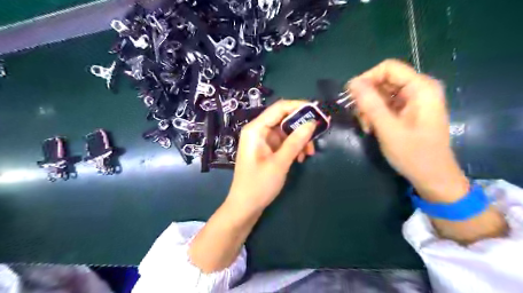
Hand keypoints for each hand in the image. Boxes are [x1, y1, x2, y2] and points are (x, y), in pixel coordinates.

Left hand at [228, 100, 316, 210]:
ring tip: (309, 153)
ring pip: (286, 132)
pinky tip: (300, 158)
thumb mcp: (280, 163)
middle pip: (284, 119)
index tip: (318, 112)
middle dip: (302, 127)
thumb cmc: (259, 185)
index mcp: (256, 129)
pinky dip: (294, 147)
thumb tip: (312, 122)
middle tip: (318, 135)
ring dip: (300, 140)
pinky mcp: (267, 150)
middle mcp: (258, 131)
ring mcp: (263, 141)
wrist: (245, 207)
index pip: (280, 108)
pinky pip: (284, 142)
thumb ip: (295, 141)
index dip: (299, 106)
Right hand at [348, 58, 467, 201]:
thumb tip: (352, 82)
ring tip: (367, 127)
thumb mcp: (388, 129)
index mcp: (421, 88)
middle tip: (360, 118)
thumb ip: (370, 104)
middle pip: (384, 81)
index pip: (388, 68)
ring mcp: (414, 100)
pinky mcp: (408, 111)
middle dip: (367, 98)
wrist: (432, 177)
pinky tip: (372, 128)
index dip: (366, 79)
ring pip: (381, 94)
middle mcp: (419, 89)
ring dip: (369, 109)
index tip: (351, 97)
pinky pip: (385, 105)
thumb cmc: (413, 154)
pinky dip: (375, 115)